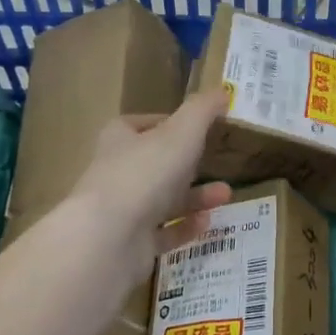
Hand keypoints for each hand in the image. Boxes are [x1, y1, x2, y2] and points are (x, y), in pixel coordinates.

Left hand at [66, 91, 232, 286]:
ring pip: (163, 200)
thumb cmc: (145, 173)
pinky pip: (163, 232)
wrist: (109, 237)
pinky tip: (208, 223)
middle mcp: (118, 172)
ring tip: (226, 196)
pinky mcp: (130, 244)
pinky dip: (185, 227)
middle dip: (190, 164)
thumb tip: (222, 90)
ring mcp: (122, 211)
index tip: (200, 128)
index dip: (171, 124)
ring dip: (195, 197)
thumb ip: (202, 111)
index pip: (144, 125)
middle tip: (220, 164)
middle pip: (157, 164)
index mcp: (120, 139)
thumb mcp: (181, 133)